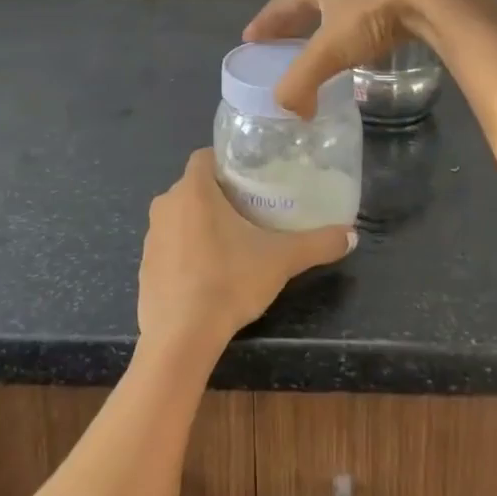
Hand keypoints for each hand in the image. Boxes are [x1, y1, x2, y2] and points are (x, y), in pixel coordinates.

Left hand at [139, 149, 353, 353]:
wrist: (180, 338)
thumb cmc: (228, 282)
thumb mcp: (281, 260)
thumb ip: (317, 244)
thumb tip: (351, 235)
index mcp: (193, 190)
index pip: (205, 157)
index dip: (227, 163)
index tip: (251, 178)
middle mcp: (166, 205)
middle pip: (194, 187)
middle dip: (219, 195)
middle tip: (251, 211)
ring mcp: (151, 237)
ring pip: (180, 216)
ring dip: (201, 223)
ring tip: (232, 242)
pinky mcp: (144, 267)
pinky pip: (170, 246)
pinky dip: (187, 252)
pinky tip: (208, 274)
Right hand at [244, 0, 496, 117]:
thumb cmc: (372, 17)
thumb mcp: (330, 51)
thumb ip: (302, 81)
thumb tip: (289, 109)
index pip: (283, 5)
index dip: (266, 23)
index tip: (250, 39)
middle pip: (311, 3)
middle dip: (294, 24)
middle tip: (281, 44)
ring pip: (342, 7)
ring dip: (328, 25)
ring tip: (321, 46)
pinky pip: (370, 15)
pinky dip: (358, 31)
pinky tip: (365, 46)